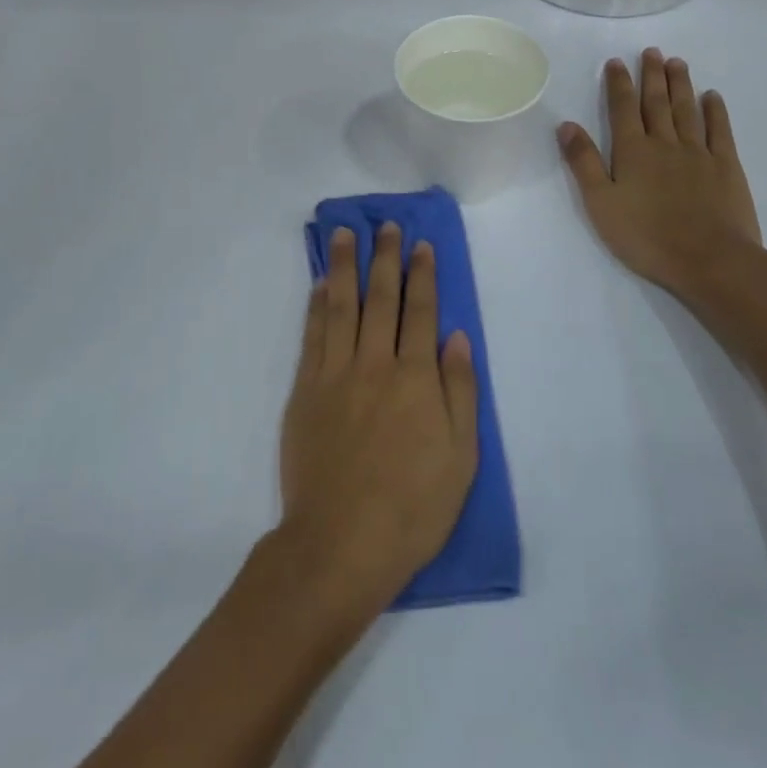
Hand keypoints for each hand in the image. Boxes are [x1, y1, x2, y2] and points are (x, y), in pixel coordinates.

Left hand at [278, 224, 478, 620]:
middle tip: (385, 224)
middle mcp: (375, 364)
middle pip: (382, 298)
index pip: (422, 312)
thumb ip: (459, 391)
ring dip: (345, 266)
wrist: (341, 543)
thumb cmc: (412, 507)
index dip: (422, 274)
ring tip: (345, 233)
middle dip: (386, 258)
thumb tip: (456, 337)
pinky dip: (317, 305)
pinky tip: (320, 284)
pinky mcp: (305, 390)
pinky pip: (312, 335)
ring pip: (342, 306)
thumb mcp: (461, 458)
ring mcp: (335, 374)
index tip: (420, 245)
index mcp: (416, 378)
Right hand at [557, 48, 763, 303]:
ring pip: (686, 110)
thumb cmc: (647, 237)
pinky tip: (712, 97)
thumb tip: (566, 125)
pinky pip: (720, 131)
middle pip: (656, 103)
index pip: (622, 109)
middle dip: (652, 75)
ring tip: (677, 62)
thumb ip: (584, 162)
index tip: (616, 62)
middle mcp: (665, 143)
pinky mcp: (726, 166)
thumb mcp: (601, 203)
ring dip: (680, 85)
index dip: (618, 84)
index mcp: (632, 152)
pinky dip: (715, 111)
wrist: (710, 259)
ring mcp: (699, 153)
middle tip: (652, 51)